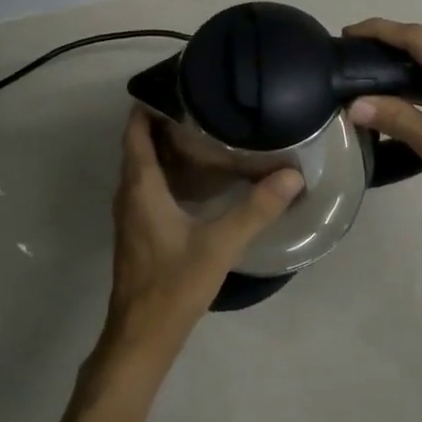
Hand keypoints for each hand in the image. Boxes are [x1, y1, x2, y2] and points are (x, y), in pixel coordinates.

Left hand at [100, 109, 302, 371]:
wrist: (142, 336)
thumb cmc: (173, 284)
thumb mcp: (220, 244)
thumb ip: (257, 208)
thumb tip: (292, 174)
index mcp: (140, 188)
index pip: (135, 132)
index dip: (149, 105)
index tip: (179, 84)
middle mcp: (129, 195)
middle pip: (140, 146)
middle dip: (165, 123)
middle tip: (205, 105)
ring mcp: (132, 215)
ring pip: (145, 168)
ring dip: (168, 149)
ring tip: (207, 134)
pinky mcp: (140, 232)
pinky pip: (151, 188)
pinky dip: (170, 173)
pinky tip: (202, 180)